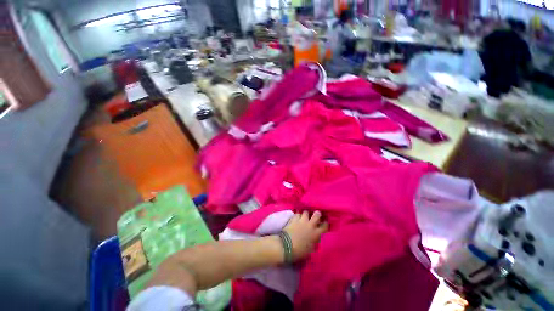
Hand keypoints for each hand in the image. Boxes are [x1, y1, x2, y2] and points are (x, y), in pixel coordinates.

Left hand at [283, 211, 328, 260]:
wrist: (286, 246)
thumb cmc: (299, 251)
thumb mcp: (310, 249)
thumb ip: (314, 242)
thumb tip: (315, 238)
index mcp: (316, 234)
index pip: (324, 226)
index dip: (325, 223)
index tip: (324, 223)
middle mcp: (310, 225)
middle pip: (317, 214)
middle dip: (317, 214)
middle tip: (315, 215)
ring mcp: (302, 220)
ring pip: (306, 212)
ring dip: (305, 214)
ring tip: (303, 217)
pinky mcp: (294, 219)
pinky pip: (297, 214)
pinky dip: (297, 215)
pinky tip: (296, 218)